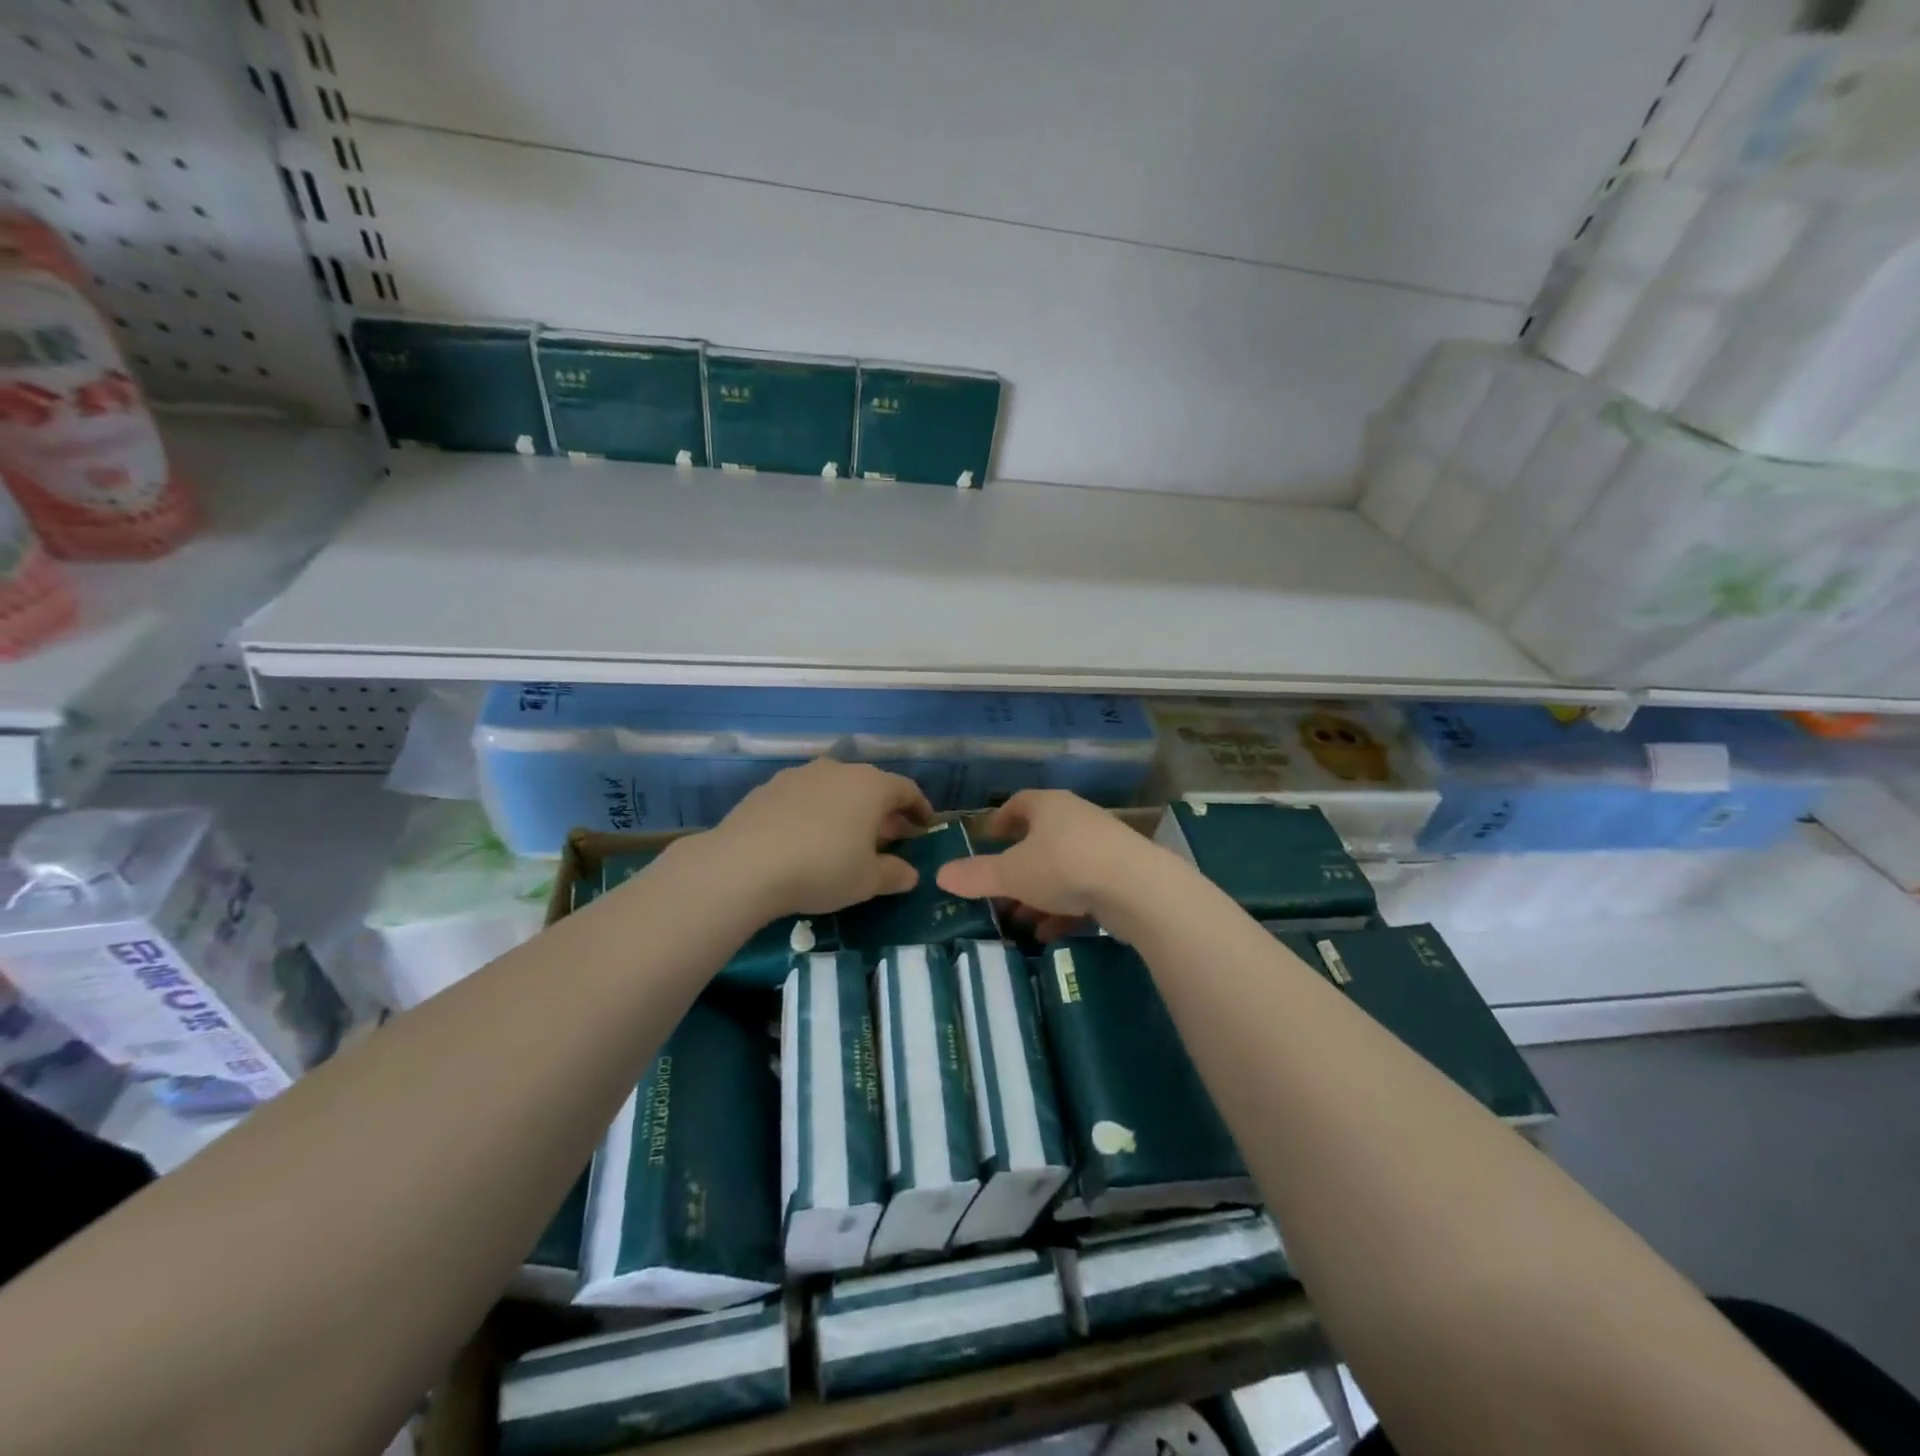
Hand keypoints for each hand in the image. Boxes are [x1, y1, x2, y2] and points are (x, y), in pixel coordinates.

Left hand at [707, 759, 933, 916]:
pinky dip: (815, 812)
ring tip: (846, 837)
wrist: (745, 864)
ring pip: (835, 788)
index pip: (907, 790)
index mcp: (871, 786)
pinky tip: (806, 838)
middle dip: (883, 811)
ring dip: (847, 809)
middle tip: (888, 837)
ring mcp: (800, 775)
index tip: (925, 825)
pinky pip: (804, 797)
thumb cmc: (822, 869)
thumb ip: (894, 874)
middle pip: (870, 786)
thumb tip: (910, 874)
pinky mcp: (769, 787)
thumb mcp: (867, 881)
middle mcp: (839, 770)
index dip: (920, 808)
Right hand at [937, 790, 1162, 941]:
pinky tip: (1049, 934)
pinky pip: (1084, 890)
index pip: (1019, 803)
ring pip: (1061, 869)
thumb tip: (940, 875)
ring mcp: (1102, 847)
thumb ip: (976, 876)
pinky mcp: (1121, 876)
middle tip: (996, 890)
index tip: (986, 837)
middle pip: (1040, 840)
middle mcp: (1077, 819)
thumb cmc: (1064, 866)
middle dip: (1017, 867)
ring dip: (1038, 893)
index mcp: (1049, 807)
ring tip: (1018, 921)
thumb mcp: (1012, 874)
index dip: (1000, 820)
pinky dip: (1064, 909)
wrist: (1137, 888)